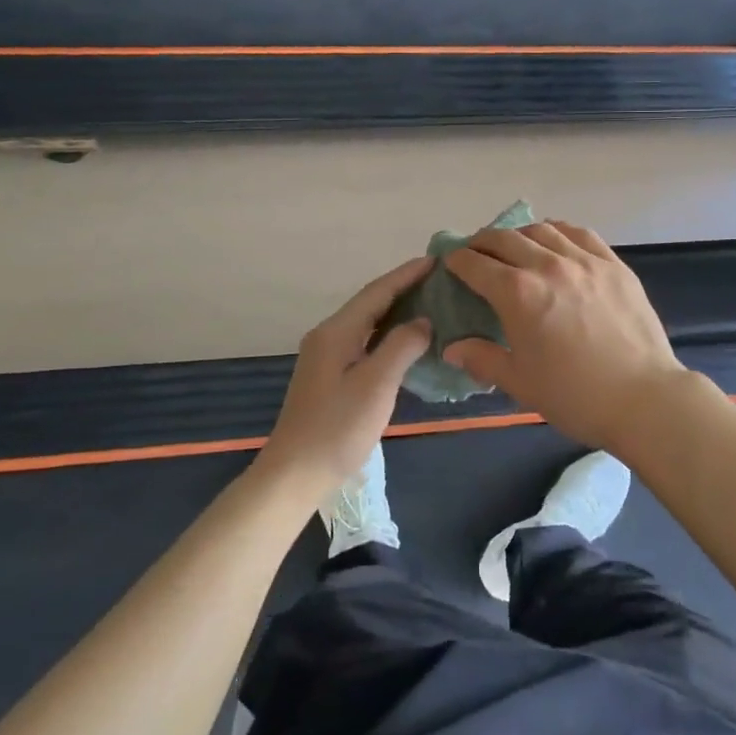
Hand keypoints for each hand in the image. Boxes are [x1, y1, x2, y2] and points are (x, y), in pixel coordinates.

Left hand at [258, 257, 432, 494]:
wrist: (295, 474)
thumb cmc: (338, 428)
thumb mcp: (376, 384)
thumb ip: (401, 346)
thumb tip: (423, 321)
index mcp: (336, 332)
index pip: (377, 292)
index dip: (407, 275)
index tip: (438, 260)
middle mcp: (328, 336)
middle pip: (370, 302)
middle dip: (403, 287)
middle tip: (440, 279)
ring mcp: (327, 356)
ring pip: (367, 322)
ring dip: (397, 309)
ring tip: (430, 302)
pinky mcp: (330, 375)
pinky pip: (365, 341)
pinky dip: (388, 333)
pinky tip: (407, 340)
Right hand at [444, 221, 685, 449]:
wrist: (643, 398)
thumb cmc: (574, 395)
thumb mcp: (519, 382)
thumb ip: (482, 359)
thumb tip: (452, 348)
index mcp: (518, 294)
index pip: (476, 265)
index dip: (458, 261)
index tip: (450, 263)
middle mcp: (548, 266)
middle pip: (506, 239)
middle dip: (483, 242)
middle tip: (475, 252)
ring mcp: (585, 261)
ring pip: (543, 230)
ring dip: (519, 233)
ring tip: (514, 245)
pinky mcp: (614, 264)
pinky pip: (580, 234)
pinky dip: (559, 231)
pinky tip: (555, 239)